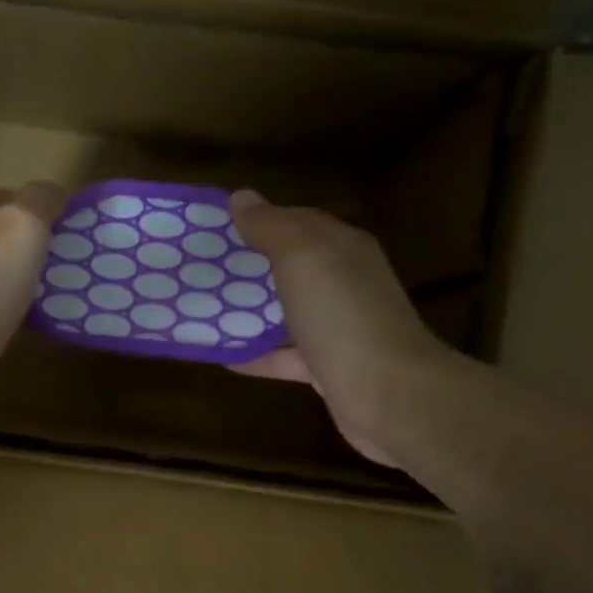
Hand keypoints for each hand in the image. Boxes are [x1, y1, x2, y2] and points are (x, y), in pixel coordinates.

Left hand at [0, 182, 64, 401]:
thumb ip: (41, 199)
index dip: (43, 211)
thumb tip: (54, 192)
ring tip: (54, 295)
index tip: (71, 234)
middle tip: (67, 266)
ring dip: (20, 280)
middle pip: (0, 234)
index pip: (9, 195)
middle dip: (32, 247)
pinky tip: (26, 323)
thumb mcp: (22, 226)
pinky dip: (7, 310)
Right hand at [229, 189, 450, 468]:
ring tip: (206, 308)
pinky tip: (222, 355)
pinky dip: (256, 354)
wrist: (389, 395)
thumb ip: (272, 227)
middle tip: (203, 268)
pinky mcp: (327, 368)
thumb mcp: (303, 257)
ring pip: (287, 312)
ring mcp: (338, 328)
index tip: (216, 225)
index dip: (260, 219)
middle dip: (251, 265)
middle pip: (292, 267)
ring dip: (250, 311)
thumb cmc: (343, 315)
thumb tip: (242, 197)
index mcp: (343, 248)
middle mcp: (345, 283)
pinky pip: (284, 355)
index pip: (298, 221)